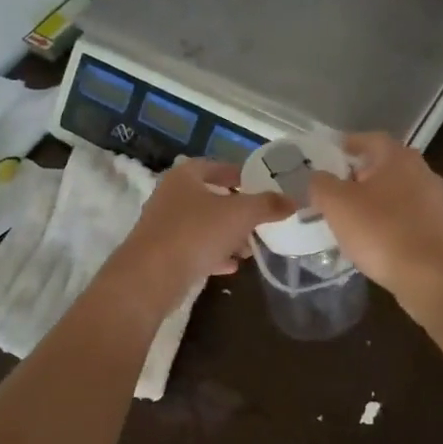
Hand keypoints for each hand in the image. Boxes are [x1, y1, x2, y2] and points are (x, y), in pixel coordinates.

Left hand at [106, 158, 292, 306]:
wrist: (150, 277)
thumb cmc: (196, 232)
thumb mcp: (240, 214)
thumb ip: (267, 205)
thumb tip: (292, 200)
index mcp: (185, 176)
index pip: (216, 166)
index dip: (239, 174)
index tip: (261, 185)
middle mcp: (170, 196)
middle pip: (210, 198)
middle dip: (237, 210)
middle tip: (260, 221)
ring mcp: (163, 226)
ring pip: (203, 226)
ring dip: (227, 235)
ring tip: (249, 249)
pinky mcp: (162, 254)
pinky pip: (194, 249)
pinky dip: (213, 255)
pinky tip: (231, 267)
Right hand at [308, 133, 442, 295]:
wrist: (432, 276)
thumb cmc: (380, 232)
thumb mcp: (337, 204)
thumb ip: (322, 184)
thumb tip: (320, 178)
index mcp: (399, 158)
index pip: (371, 139)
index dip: (350, 144)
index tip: (334, 154)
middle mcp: (425, 172)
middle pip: (389, 167)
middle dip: (364, 176)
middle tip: (341, 192)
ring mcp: (440, 202)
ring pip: (403, 194)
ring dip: (382, 202)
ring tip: (360, 221)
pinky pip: (415, 220)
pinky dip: (398, 225)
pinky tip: (384, 243)